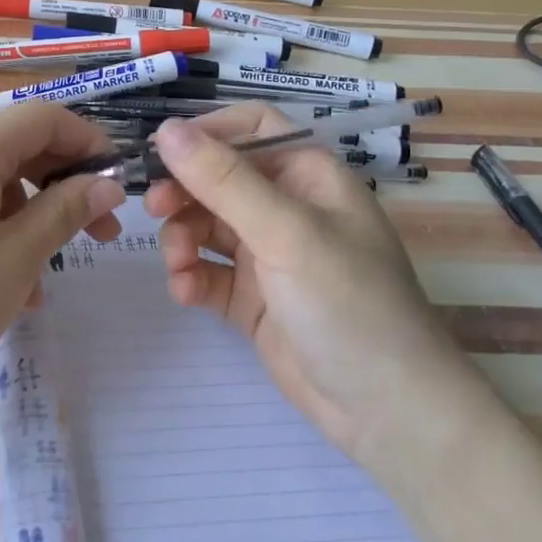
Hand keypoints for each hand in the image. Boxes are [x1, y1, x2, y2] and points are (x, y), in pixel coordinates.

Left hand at [0, 103, 125, 409]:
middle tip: (102, 233)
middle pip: (17, 149)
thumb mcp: (15, 259)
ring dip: (32, 219)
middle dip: (65, 185)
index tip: (118, 184)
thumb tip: (107, 183)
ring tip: (50, 275)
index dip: (88, 141)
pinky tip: (10, 289)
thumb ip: (64, 212)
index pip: (42, 118)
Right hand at [144, 104, 482, 466]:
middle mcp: (287, 208)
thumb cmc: (348, 304)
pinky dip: (191, 277)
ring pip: (206, 225)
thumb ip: (224, 180)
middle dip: (184, 191)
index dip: (207, 133)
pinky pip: (207, 272)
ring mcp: (268, 255)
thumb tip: (166, 130)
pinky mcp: (252, 299)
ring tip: (179, 263)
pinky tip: (187, 293)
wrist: (387, 412)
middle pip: (219, 178)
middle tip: (153, 209)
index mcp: (308, 177)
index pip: (252, 129)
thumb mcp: (287, 233)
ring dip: (182, 237)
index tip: (161, 152)